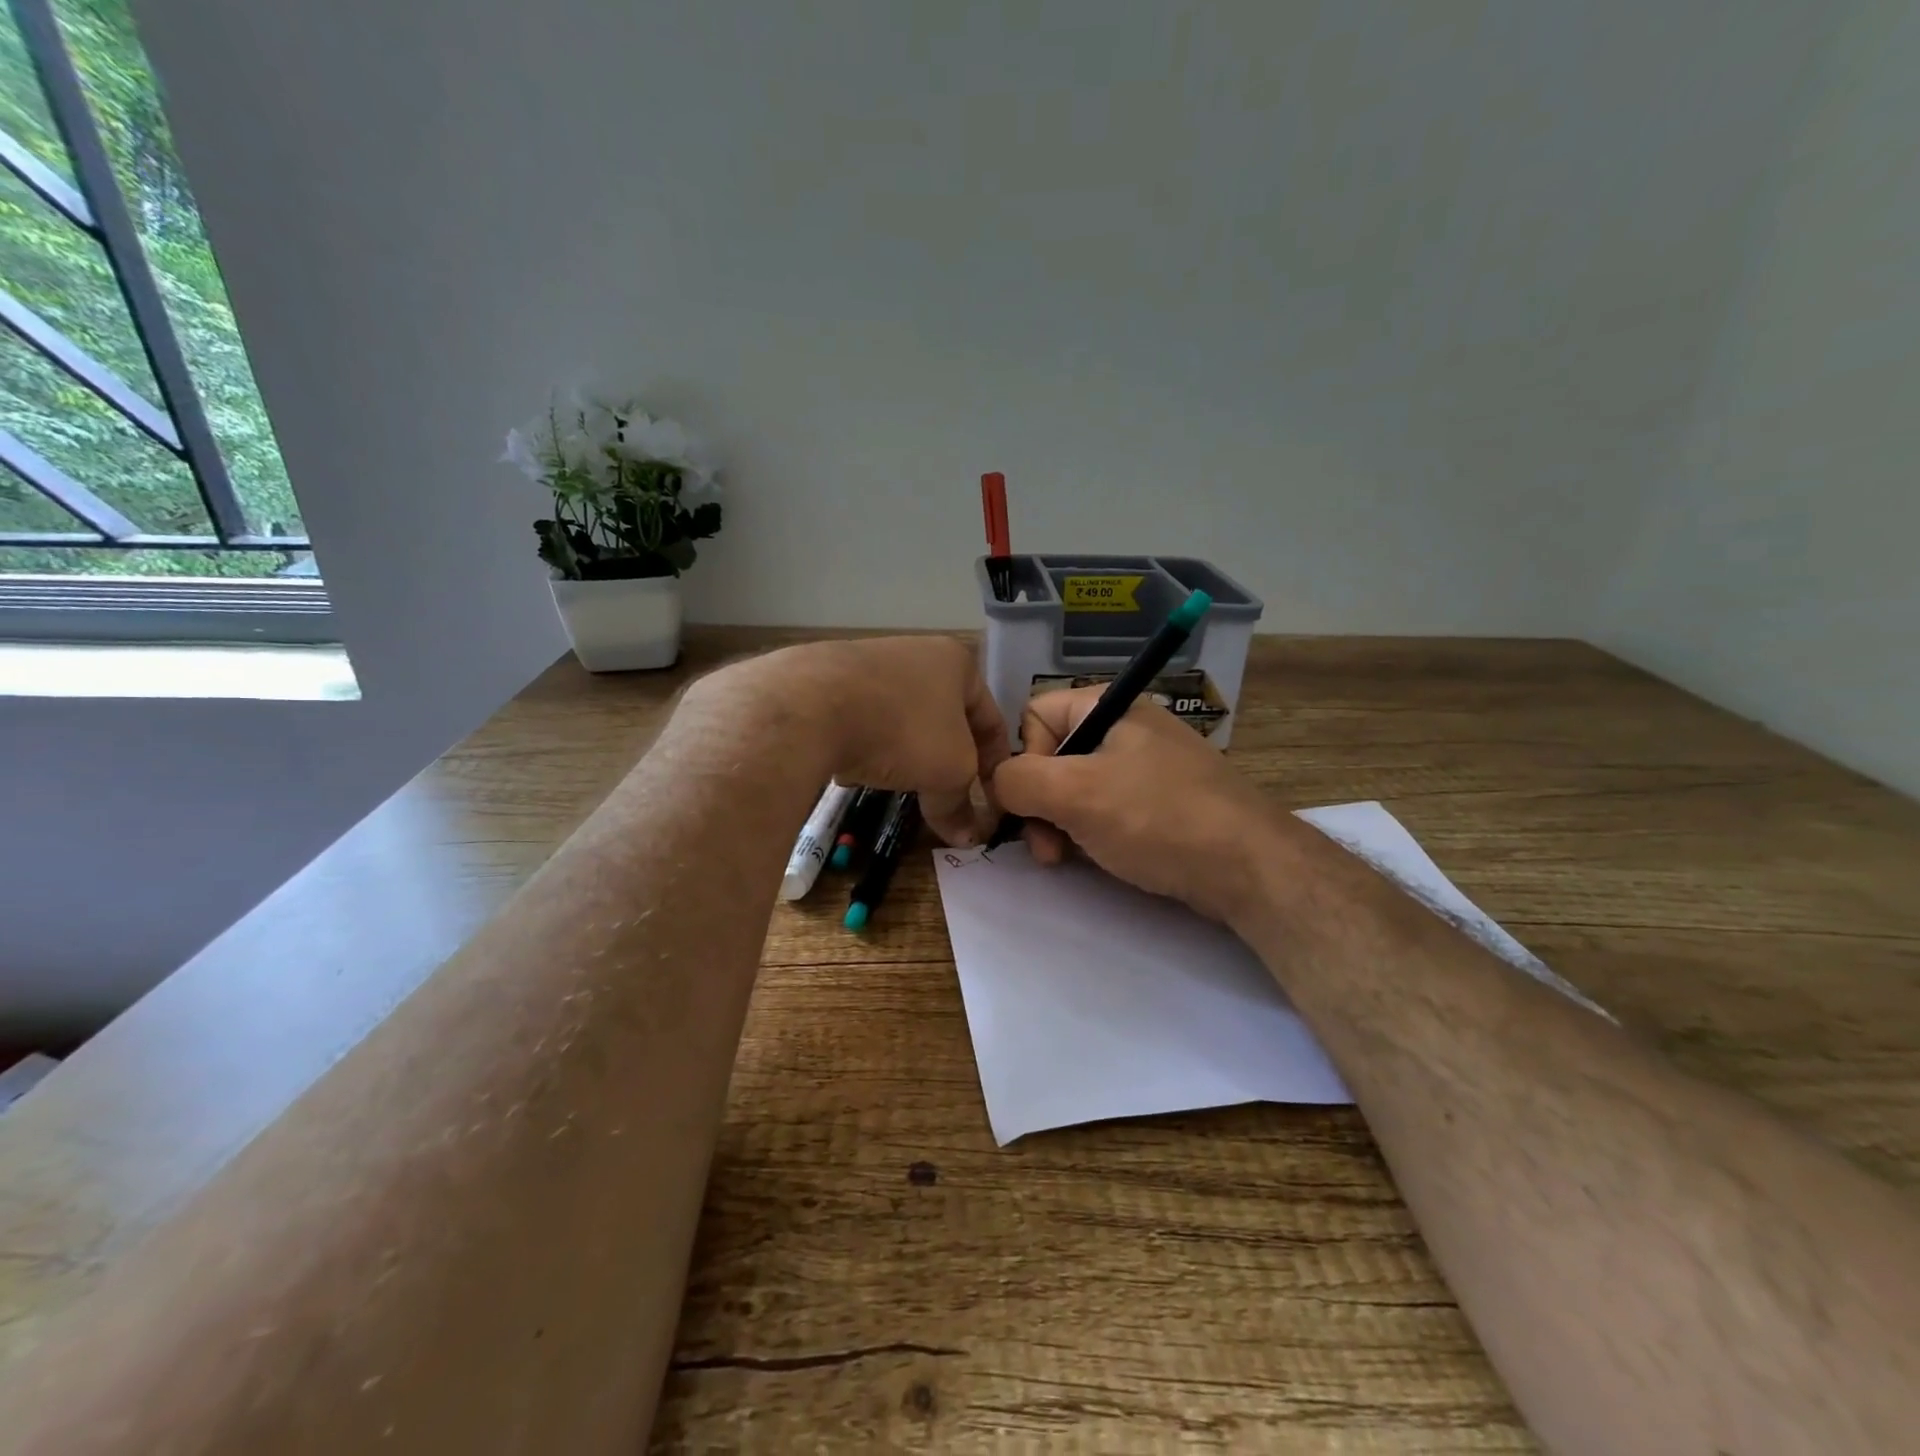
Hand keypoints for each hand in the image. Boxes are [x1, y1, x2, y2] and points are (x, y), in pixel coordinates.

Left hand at [701, 637, 1010, 844]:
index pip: (991, 718)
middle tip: (949, 795)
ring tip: (900, 786)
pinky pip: (862, 721)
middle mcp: (916, 653)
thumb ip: (959, 804)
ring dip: (906, 754)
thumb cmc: (902, 729)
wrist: (811, 705)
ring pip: (902, 720)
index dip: (997, 762)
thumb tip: (967, 837)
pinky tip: (855, 771)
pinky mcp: (828, 680)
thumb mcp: (947, 772)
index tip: (992, 797)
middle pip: (945, 719)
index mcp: (956, 662)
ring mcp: (868, 663)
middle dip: (947, 759)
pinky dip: (866, 746)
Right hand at [989, 688, 1279, 922]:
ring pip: (1077, 788)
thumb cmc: (1156, 818)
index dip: (1023, 760)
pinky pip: (1106, 808)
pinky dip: (1090, 832)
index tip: (1029, 803)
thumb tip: (994, 781)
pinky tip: (1094, 858)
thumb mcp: (1076, 794)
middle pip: (1053, 756)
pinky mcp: (1159, 803)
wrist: (1248, 867)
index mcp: (1109, 707)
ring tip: (1064, 859)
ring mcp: (1145, 767)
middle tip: (1045, 847)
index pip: (1035, 716)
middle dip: (1039, 803)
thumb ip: (1018, 780)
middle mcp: (1125, 728)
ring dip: (1059, 824)